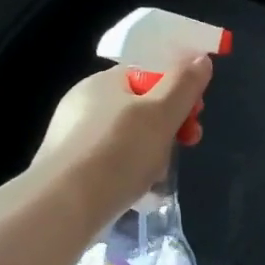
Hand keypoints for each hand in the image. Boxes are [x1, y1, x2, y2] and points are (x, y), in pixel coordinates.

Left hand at [32, 56, 214, 223]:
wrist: (64, 206)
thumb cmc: (118, 151)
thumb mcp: (162, 113)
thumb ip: (184, 84)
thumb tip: (200, 58)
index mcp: (103, 81)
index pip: (148, 73)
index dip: (178, 90)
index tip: (196, 114)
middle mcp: (83, 103)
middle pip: (139, 108)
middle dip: (167, 127)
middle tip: (184, 147)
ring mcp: (71, 137)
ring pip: (126, 139)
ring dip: (150, 154)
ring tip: (157, 178)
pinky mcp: (66, 170)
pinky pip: (108, 164)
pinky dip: (127, 174)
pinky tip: (135, 192)